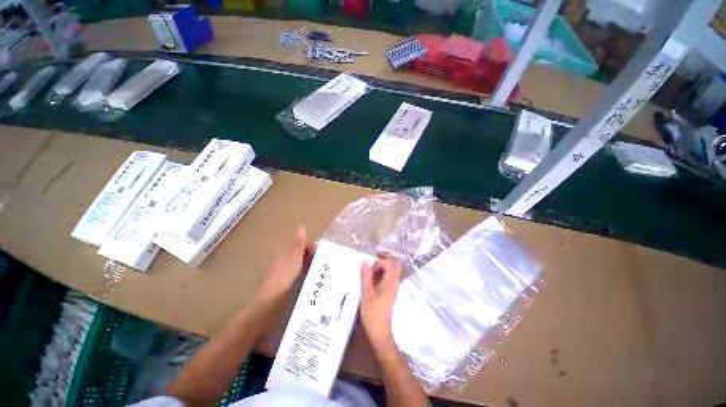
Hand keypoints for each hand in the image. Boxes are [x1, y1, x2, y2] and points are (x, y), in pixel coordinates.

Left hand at [256, 227, 316, 303]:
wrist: (271, 298)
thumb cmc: (283, 277)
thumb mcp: (294, 260)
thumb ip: (298, 245)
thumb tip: (301, 227)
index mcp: (285, 252)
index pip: (300, 244)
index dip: (311, 247)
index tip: (322, 255)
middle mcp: (284, 259)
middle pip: (300, 254)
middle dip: (312, 257)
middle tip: (324, 266)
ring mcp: (284, 271)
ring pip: (299, 265)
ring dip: (309, 266)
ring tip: (321, 273)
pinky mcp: (285, 282)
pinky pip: (298, 274)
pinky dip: (306, 275)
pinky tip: (311, 281)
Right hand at [359, 254, 401, 351]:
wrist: (379, 329)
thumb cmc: (373, 312)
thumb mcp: (366, 293)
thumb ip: (365, 277)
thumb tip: (364, 261)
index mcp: (390, 282)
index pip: (389, 263)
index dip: (378, 262)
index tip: (367, 268)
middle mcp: (394, 283)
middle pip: (393, 265)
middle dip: (382, 261)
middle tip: (368, 264)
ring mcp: (393, 288)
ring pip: (390, 272)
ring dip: (380, 269)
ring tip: (367, 274)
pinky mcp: (389, 293)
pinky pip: (387, 279)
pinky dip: (379, 276)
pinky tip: (369, 283)